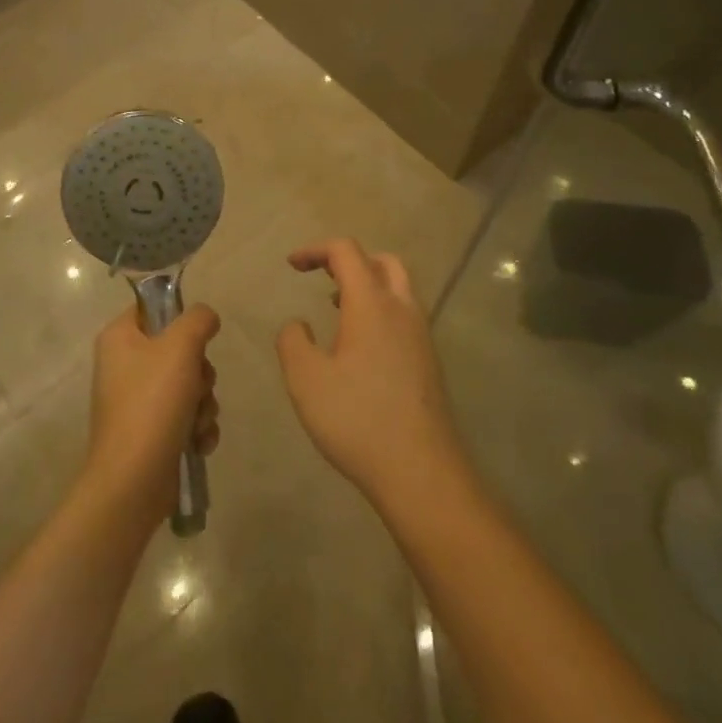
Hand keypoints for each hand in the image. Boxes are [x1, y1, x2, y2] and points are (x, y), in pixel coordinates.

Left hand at [84, 303, 220, 527]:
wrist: (134, 481)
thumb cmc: (152, 404)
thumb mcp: (180, 347)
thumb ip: (198, 320)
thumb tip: (206, 318)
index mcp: (120, 337)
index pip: (153, 308)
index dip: (180, 319)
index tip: (196, 338)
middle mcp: (125, 365)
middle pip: (179, 349)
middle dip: (200, 372)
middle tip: (197, 386)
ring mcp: (137, 401)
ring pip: (189, 384)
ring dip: (203, 403)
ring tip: (196, 422)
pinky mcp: (152, 432)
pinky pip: (186, 416)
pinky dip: (197, 428)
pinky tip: (198, 443)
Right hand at [277, 239, 467, 512]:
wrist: (421, 472)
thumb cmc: (357, 419)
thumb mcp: (305, 379)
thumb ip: (292, 341)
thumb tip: (298, 325)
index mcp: (371, 304)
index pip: (346, 252)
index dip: (316, 250)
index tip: (292, 265)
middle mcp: (402, 310)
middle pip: (381, 261)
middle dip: (348, 261)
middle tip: (321, 277)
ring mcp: (421, 336)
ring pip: (398, 288)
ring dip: (367, 285)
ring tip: (336, 308)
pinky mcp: (429, 362)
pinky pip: (404, 316)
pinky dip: (380, 311)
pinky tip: (360, 346)